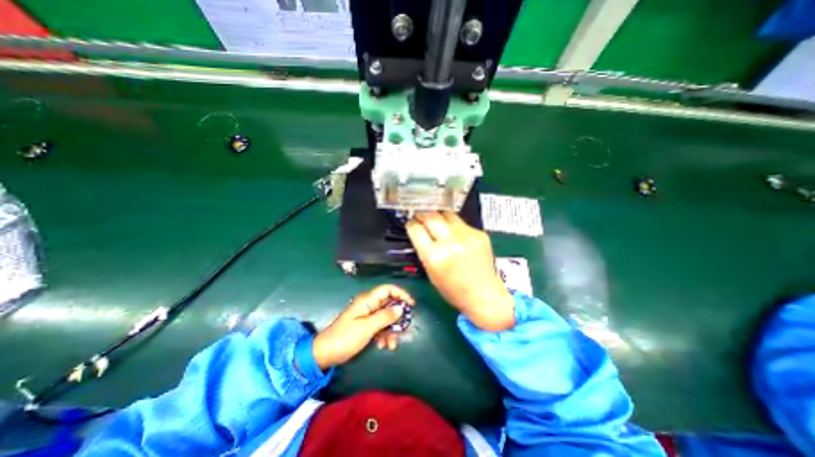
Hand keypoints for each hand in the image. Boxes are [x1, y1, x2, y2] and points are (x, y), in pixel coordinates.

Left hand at [313, 285, 414, 371]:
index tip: (411, 305)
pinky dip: (385, 335)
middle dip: (397, 319)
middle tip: (403, 331)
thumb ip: (385, 317)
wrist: (325, 353)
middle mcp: (369, 305)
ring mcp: (367, 315)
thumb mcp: (367, 328)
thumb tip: (401, 308)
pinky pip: (381, 326)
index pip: (388, 289)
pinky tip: (383, 346)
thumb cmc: (345, 338)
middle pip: (390, 305)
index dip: (401, 294)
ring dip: (392, 331)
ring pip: (387, 318)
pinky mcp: (366, 325)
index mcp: (368, 300)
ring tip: (391, 345)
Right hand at [403, 213, 511, 329]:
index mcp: (434, 256)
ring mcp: (467, 236)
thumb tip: (418, 229)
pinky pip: (461, 222)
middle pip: (430, 215)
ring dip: (438, 215)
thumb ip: (423, 249)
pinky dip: (454, 225)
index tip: (412, 224)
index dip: (411, 224)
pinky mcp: (479, 234)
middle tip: (421, 216)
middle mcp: (450, 243)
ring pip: (446, 213)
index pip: (415, 228)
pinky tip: (455, 233)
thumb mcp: (430, 272)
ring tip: (437, 221)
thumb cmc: (453, 290)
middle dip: (422, 214)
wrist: (484, 295)